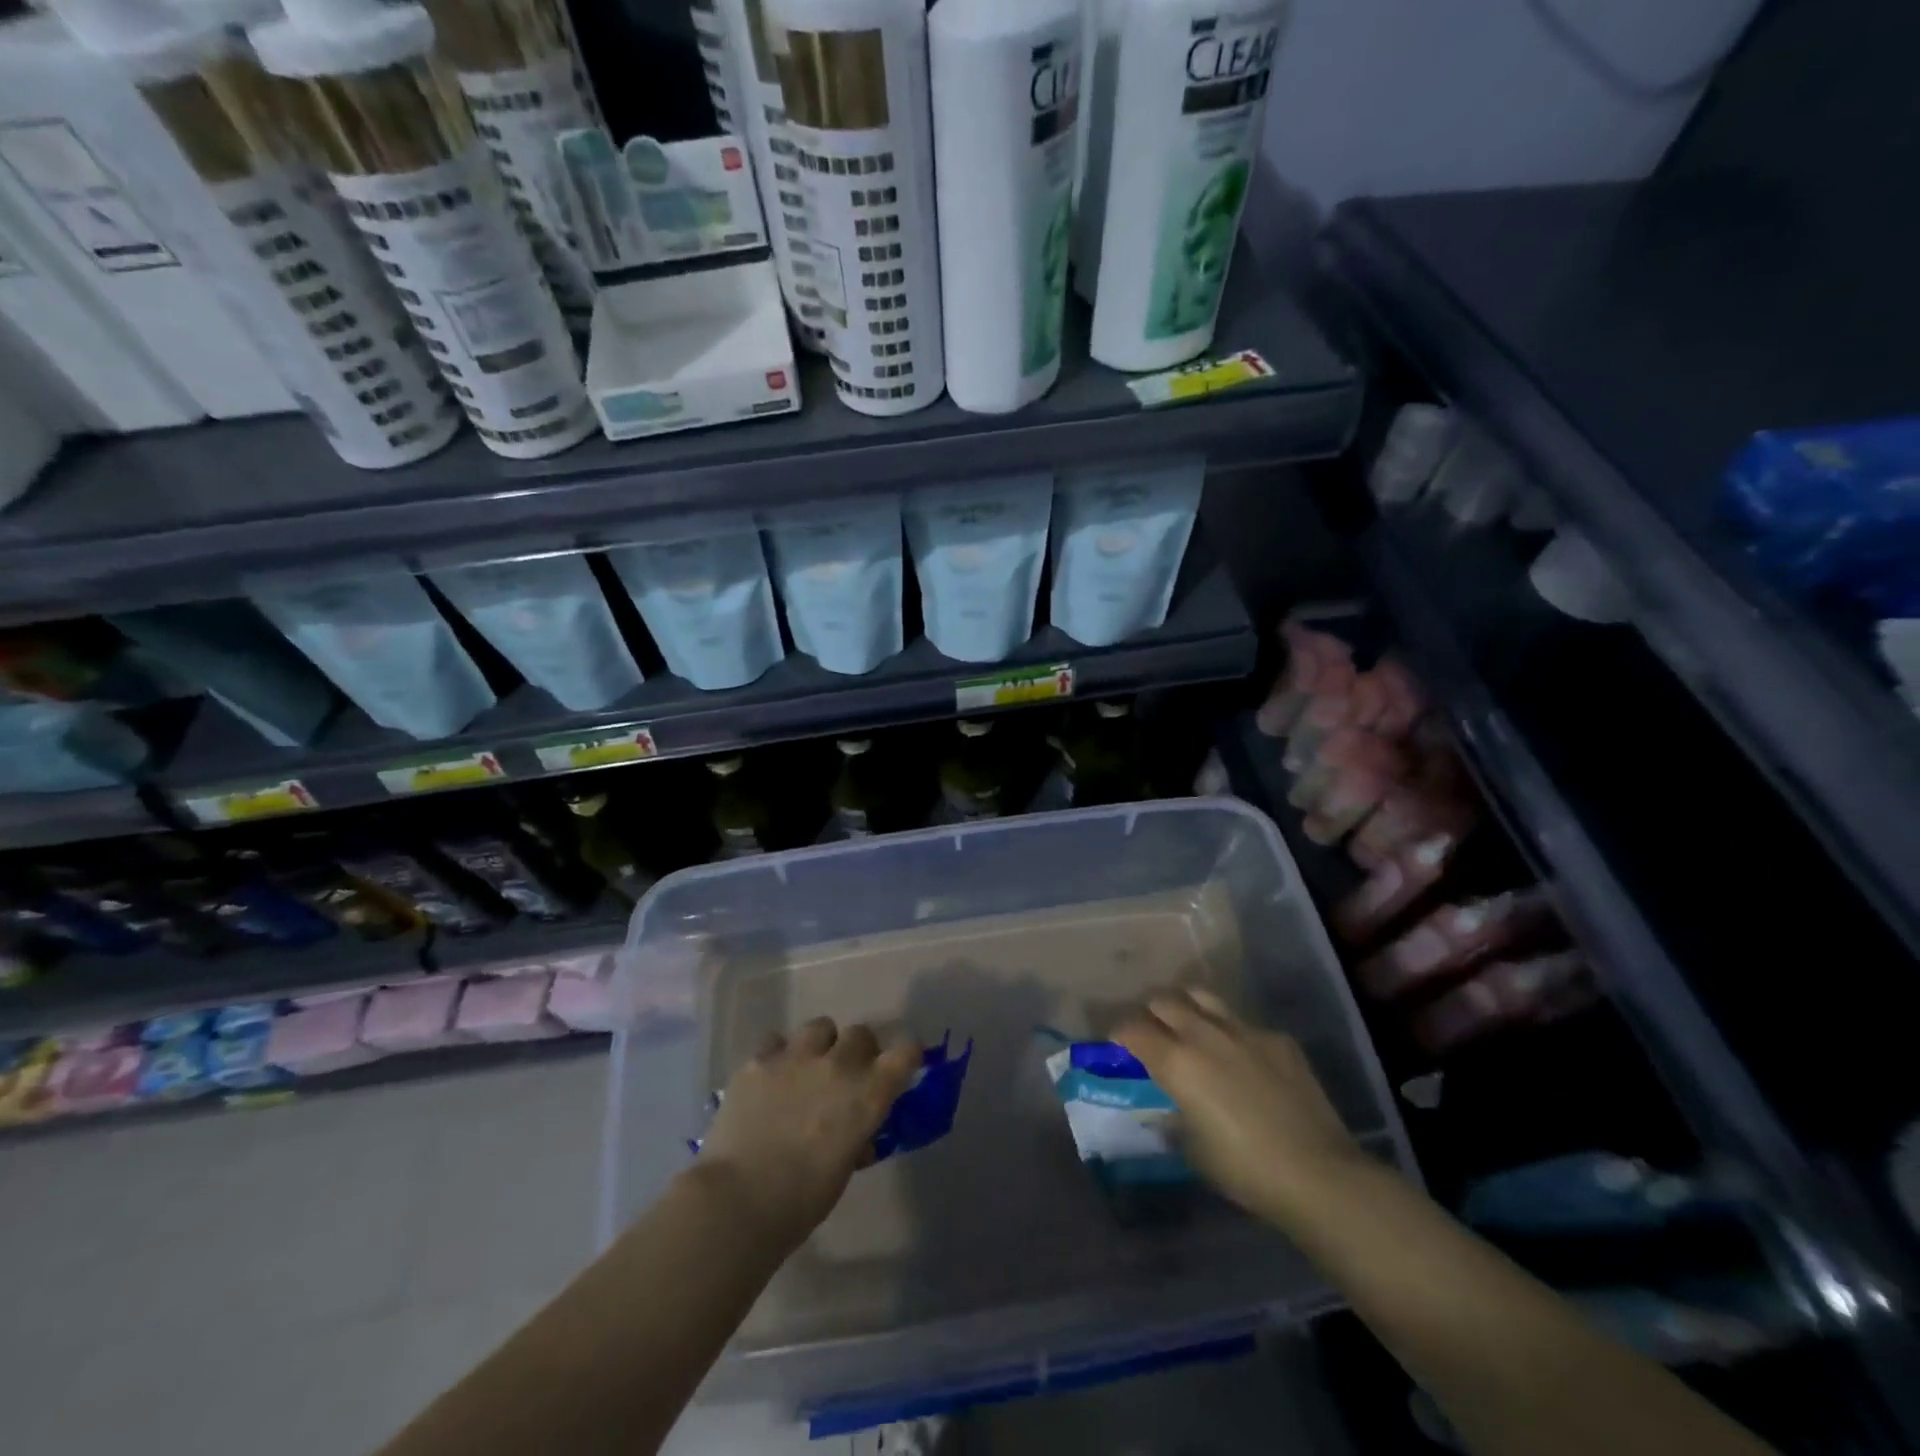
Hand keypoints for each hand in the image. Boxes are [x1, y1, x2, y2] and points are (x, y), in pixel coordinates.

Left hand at [697, 1017, 921, 1249]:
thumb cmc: (800, 1201)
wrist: (737, 1201)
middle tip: (846, 1075)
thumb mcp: (843, 1169)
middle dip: (858, 1051)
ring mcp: (796, 1057)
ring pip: (820, 1026)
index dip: (906, 1057)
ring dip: (820, 1045)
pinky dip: (778, 1057)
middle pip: (861, 1033)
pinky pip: (776, 1043)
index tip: (901, 1068)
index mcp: (868, 1094)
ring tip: (806, 1069)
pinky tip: (769, 1080)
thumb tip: (856, 1134)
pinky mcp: (759, 1060)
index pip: (906, 1053)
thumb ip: (855, 1138)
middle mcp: (838, 1064)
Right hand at [1114, 988, 1363, 1227]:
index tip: (1118, 1045)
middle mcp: (1204, 1034)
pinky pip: (1244, 1024)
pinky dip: (1232, 1034)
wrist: (1318, 1174)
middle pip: (1164, 1000)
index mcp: (1176, 1061)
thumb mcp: (1193, 1150)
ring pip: (1202, 996)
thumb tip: (1165, 1109)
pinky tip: (1243, 1059)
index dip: (1119, 1034)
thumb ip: (1172, 1118)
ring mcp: (1244, 1030)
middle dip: (1151, 1013)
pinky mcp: (1278, 1039)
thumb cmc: (1244, 1170)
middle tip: (1152, 1033)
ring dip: (1188, 1007)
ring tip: (1188, 1025)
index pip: (1131, 1028)